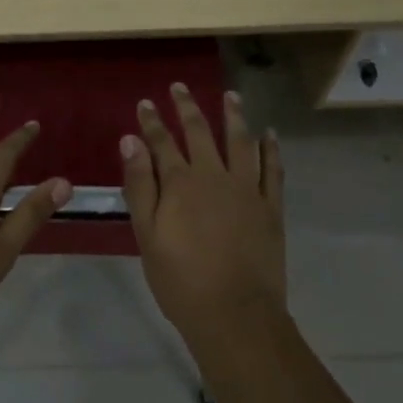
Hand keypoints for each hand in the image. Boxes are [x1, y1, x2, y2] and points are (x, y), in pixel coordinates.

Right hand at [122, 84, 285, 356]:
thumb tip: (129, 140)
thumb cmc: (181, 280)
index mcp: (180, 183)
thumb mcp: (147, 235)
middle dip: (187, 107)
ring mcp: (246, 189)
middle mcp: (214, 175)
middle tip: (180, 87)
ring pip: (240, 141)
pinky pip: (272, 169)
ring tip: (231, 95)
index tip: (146, 103)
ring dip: (234, 115)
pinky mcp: (270, 207)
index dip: (152, 121)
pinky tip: (269, 134)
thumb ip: (139, 185)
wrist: (235, 315)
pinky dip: (271, 148)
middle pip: (200, 132)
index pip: (161, 142)